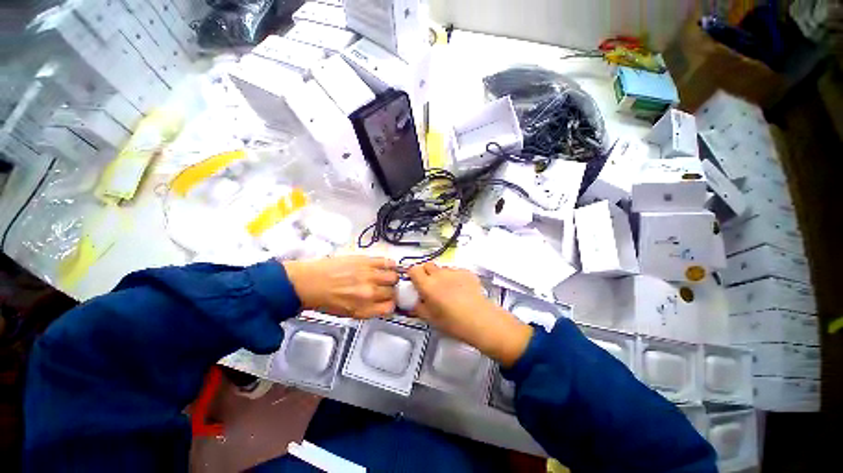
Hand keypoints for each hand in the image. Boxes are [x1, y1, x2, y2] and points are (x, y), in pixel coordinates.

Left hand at [282, 256, 398, 318]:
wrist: (309, 282)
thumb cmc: (326, 300)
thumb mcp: (348, 313)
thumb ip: (369, 310)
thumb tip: (384, 304)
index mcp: (364, 309)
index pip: (390, 307)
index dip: (391, 303)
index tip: (389, 299)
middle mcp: (369, 294)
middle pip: (393, 292)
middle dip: (391, 290)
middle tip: (386, 287)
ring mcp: (369, 276)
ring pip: (393, 276)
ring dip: (392, 277)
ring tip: (386, 276)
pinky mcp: (366, 261)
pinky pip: (387, 262)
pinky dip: (390, 264)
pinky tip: (387, 266)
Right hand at [408, 263, 532, 366]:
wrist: (480, 320)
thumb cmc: (454, 322)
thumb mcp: (430, 319)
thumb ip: (418, 307)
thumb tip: (415, 303)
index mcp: (427, 285)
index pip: (413, 269)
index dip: (413, 275)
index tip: (415, 282)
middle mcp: (439, 274)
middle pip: (427, 265)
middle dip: (426, 273)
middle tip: (430, 286)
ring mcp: (454, 271)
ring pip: (442, 268)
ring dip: (441, 275)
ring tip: (447, 289)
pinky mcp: (467, 272)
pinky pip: (456, 270)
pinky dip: (454, 277)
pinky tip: (460, 289)